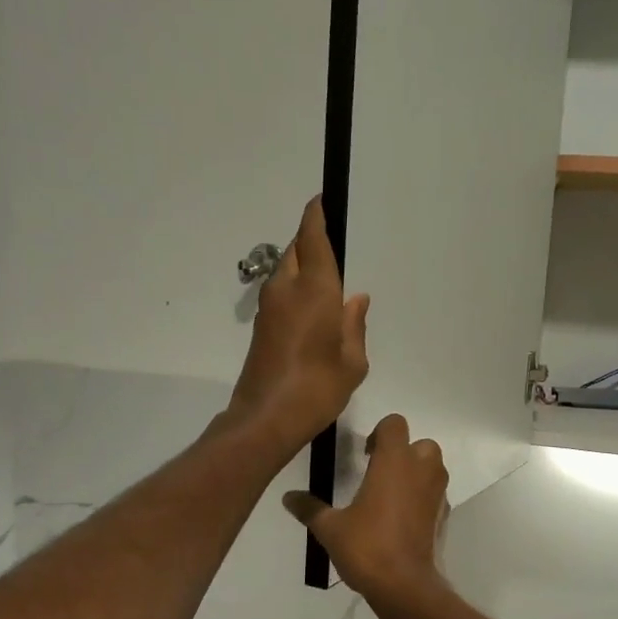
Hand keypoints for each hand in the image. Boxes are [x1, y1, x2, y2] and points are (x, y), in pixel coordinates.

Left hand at [229, 197, 369, 452]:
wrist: (266, 418)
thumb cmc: (317, 388)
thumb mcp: (352, 362)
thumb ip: (354, 325)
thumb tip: (355, 299)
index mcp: (314, 290)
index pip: (312, 239)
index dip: (315, 216)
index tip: (321, 200)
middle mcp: (287, 290)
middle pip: (296, 250)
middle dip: (310, 240)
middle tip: (331, 241)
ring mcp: (269, 308)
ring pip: (286, 271)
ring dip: (302, 265)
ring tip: (326, 277)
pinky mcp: (262, 327)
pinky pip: (281, 293)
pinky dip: (296, 287)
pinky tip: (312, 306)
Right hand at [284, 416, 449, 602]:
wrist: (404, 585)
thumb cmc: (367, 546)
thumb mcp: (330, 528)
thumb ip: (309, 508)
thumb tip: (287, 497)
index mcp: (394, 461)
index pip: (394, 424)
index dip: (379, 433)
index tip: (365, 455)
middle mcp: (421, 469)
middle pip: (420, 443)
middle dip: (403, 452)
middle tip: (379, 472)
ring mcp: (437, 493)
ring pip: (433, 467)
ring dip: (416, 473)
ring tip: (390, 495)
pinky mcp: (443, 515)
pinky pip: (435, 494)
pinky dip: (422, 498)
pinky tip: (402, 519)